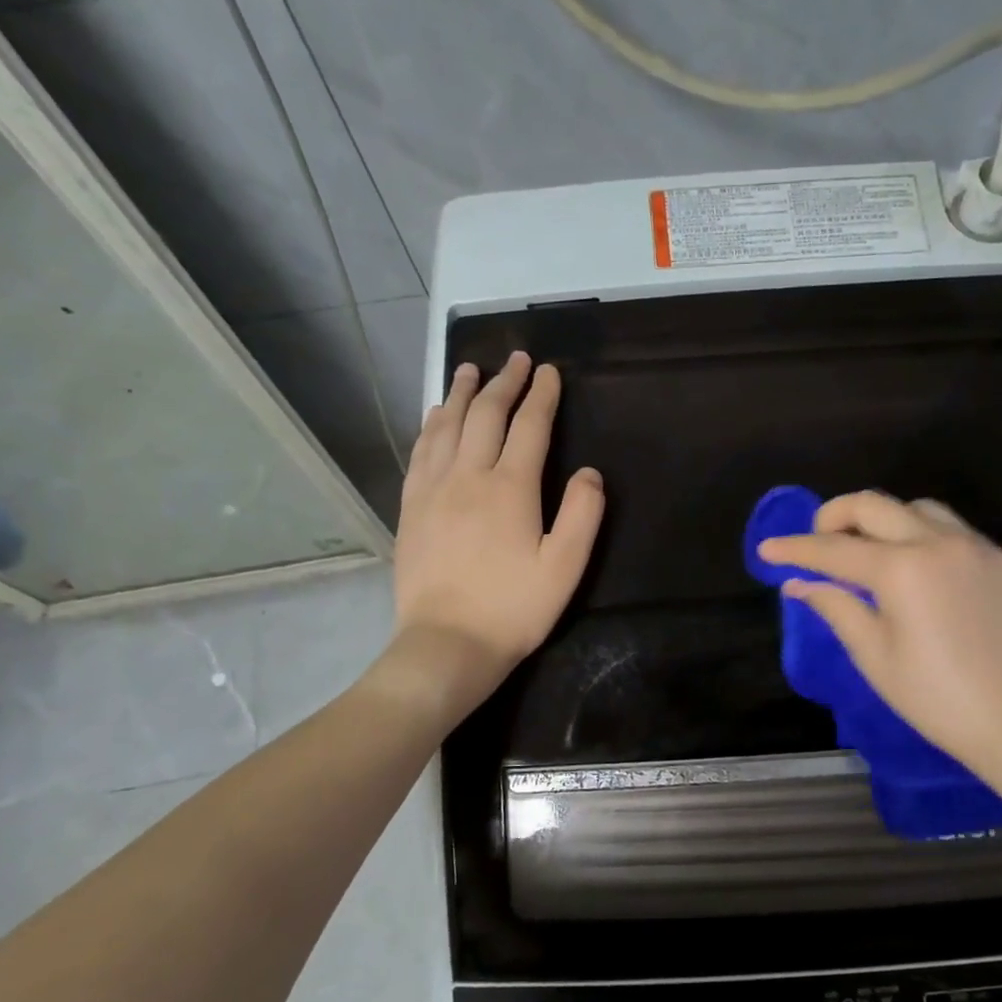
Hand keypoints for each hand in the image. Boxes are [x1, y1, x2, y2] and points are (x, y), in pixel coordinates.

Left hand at [388, 351, 603, 711]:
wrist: (447, 643)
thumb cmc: (514, 608)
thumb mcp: (565, 567)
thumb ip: (583, 514)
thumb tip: (589, 472)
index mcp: (510, 488)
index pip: (529, 427)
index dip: (541, 395)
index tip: (549, 371)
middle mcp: (468, 476)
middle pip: (486, 415)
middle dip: (504, 382)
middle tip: (516, 359)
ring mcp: (433, 489)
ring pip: (447, 426)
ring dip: (462, 393)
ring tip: (470, 369)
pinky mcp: (411, 508)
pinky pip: (421, 451)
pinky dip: (431, 424)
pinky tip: (435, 416)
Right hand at [757, 491, 1001, 779]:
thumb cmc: (937, 699)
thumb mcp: (875, 656)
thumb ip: (836, 607)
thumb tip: (799, 583)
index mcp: (902, 569)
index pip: (834, 549)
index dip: (796, 549)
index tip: (768, 549)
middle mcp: (939, 542)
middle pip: (874, 505)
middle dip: (834, 516)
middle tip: (816, 542)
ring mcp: (975, 546)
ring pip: (916, 508)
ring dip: (881, 519)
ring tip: (867, 551)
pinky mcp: (1000, 559)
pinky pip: (950, 528)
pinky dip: (919, 534)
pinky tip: (914, 566)